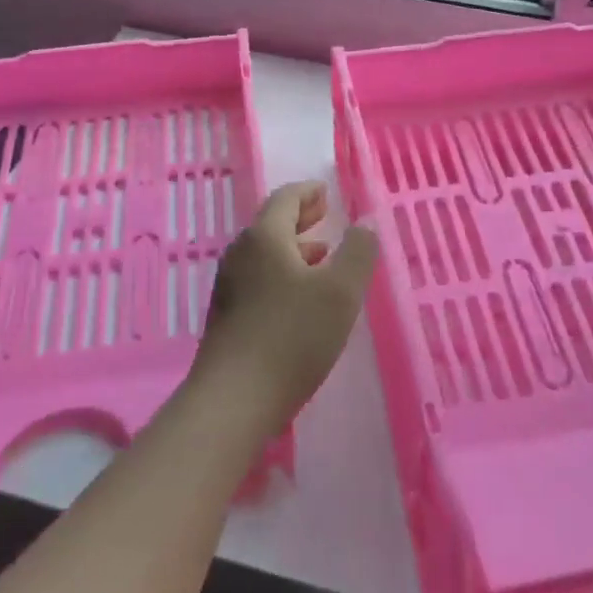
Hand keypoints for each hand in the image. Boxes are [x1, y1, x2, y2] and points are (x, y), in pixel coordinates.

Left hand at [188, 181, 379, 434]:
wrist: (233, 400)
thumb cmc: (292, 338)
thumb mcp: (340, 292)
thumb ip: (358, 252)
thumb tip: (364, 222)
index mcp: (264, 238)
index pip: (285, 199)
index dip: (308, 192)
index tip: (325, 192)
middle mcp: (241, 254)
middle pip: (271, 224)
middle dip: (300, 217)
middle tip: (324, 214)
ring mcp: (229, 286)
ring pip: (265, 253)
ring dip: (293, 247)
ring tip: (321, 254)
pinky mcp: (227, 316)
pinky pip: (259, 278)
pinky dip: (283, 272)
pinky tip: (300, 297)